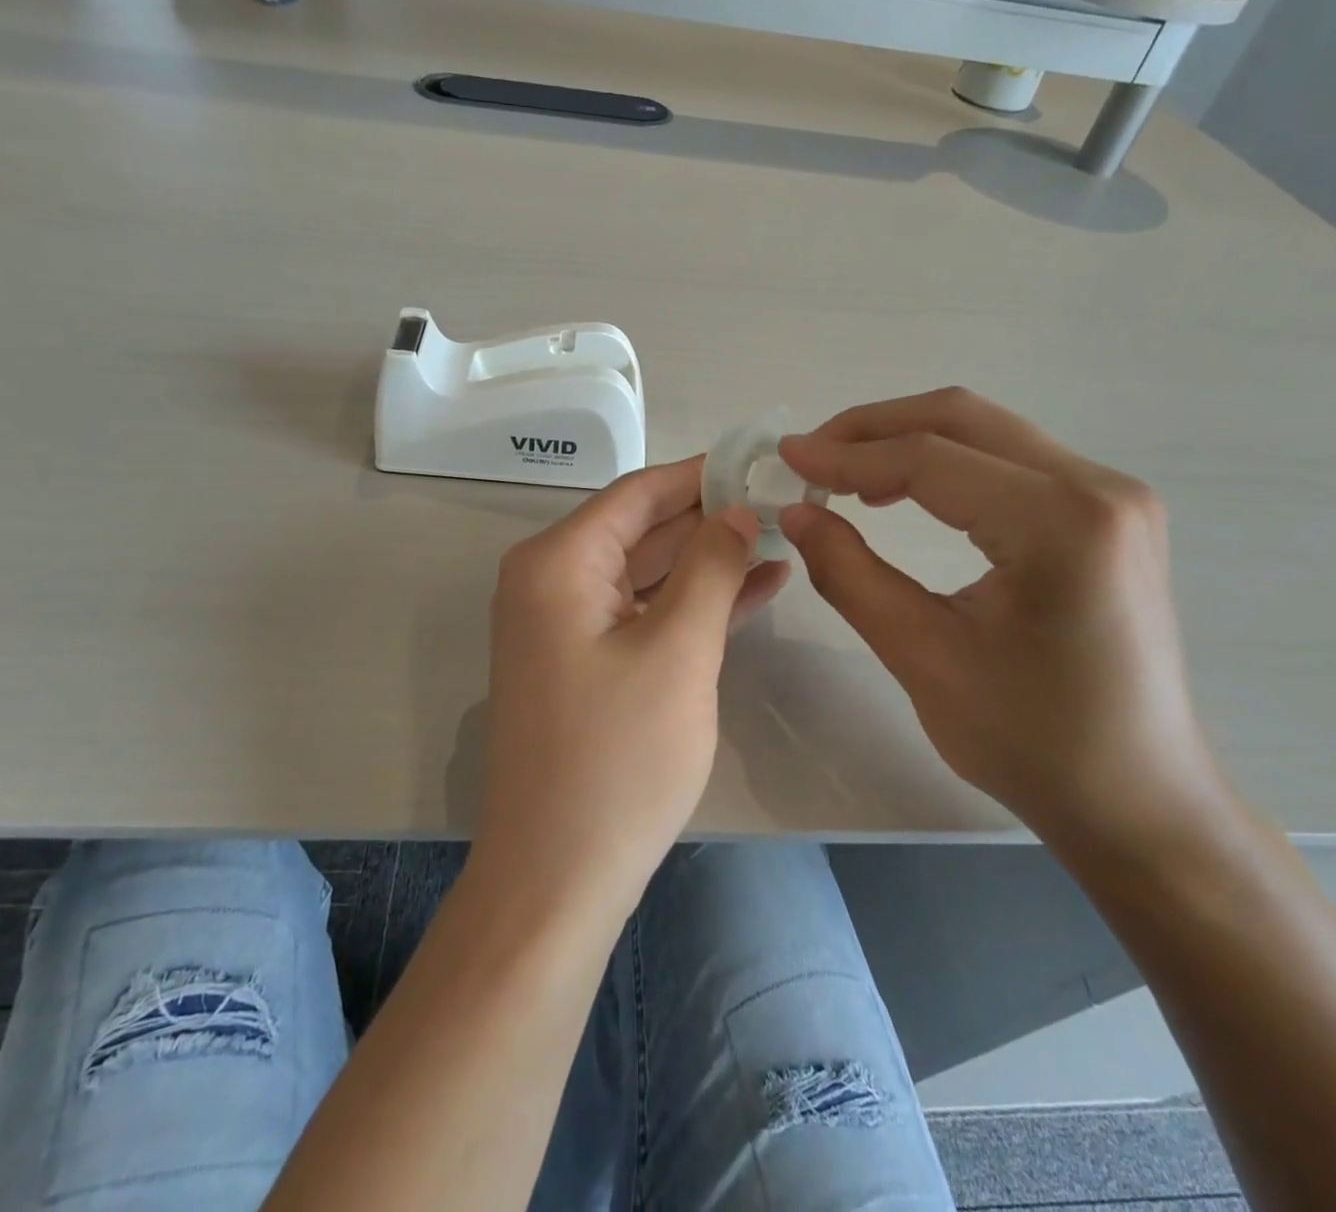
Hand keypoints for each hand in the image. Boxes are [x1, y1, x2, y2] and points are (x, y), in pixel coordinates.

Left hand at [477, 457, 788, 920]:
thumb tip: (735, 509)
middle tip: (785, 502)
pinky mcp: (585, 662)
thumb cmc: (618, 758)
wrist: (558, 875)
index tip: (762, 460)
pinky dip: (692, 602)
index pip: (639, 493)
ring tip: (782, 539)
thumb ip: (710, 567)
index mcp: (558, 562)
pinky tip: (756, 588)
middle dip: (712, 517)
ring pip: (648, 572)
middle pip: (642, 529)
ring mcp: (565, 624)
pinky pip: (643, 613)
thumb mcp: (677, 650)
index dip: (702, 474)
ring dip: (710, 560)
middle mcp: (551, 581)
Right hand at [779, 389, 1220, 842]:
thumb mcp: (922, 656)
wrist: (1137, 798)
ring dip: (907, 441)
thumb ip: (850, 574)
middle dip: (873, 428)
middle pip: (962, 419)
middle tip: (810, 455)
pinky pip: (1011, 460)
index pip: (930, 459)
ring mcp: (1114, 495)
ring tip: (844, 475)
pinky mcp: (1109, 513)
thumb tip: (797, 512)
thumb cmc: (1030, 741)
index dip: (846, 455)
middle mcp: (1099, 488)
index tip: (785, 458)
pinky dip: (946, 463)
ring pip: (986, 431)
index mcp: (1061, 524)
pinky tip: (904, 492)